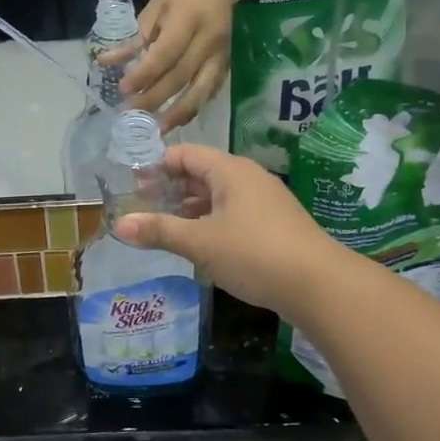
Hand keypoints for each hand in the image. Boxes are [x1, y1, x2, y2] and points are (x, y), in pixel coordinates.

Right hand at [113, 145, 335, 314]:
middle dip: (170, 190)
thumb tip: (119, 224)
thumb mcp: (200, 243)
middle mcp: (247, 178)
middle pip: (200, 173)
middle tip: (142, 210)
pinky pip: (232, 213)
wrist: (320, 286)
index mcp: (229, 170)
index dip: (156, 167)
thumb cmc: (254, 254)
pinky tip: (198, 245)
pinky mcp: (273, 224)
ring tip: (164, 229)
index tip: (133, 188)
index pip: (184, 154)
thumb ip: (159, 231)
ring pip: (216, 196)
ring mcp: (264, 201)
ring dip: (189, 209)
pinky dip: (210, 222)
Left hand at [118, 0, 237, 130]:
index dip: (144, 74)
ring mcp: (221, 54)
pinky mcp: (227, 64)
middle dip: (155, 98)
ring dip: (178, 113)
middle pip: (181, 76)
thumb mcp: (153, 9)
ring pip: (201, 90)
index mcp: (189, 19)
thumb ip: (133, 39)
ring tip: (156, 129)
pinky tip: (177, 120)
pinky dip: (194, 108)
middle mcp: (208, 39)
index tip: (123, 90)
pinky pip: (211, 91)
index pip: (165, 53)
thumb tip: (105, 63)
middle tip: (131, 114)